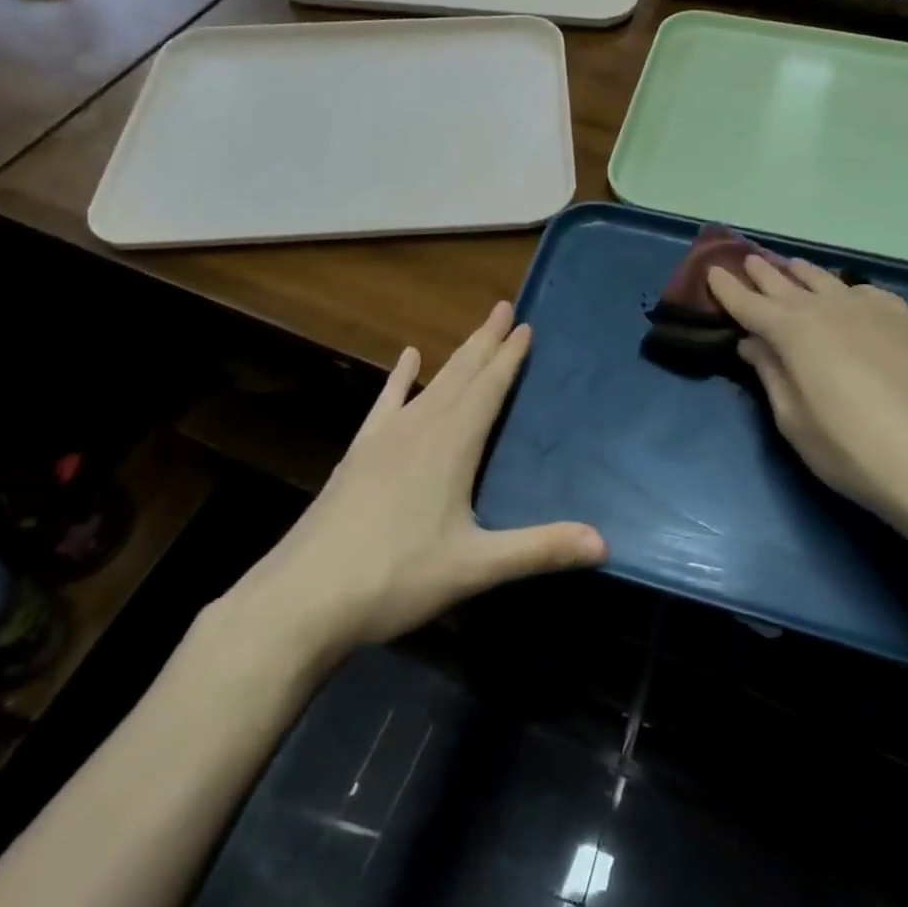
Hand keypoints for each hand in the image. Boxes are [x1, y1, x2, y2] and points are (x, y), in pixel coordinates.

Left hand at [207, 304, 606, 664]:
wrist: (303, 598)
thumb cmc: (395, 577)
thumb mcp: (475, 567)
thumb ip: (539, 550)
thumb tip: (604, 542)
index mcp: (451, 445)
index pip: (488, 388)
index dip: (509, 357)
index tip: (525, 325)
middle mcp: (420, 428)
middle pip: (461, 374)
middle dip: (485, 341)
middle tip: (504, 308)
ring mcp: (384, 438)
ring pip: (430, 383)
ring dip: (455, 355)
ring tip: (475, 330)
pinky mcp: (359, 454)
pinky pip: (385, 403)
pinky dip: (399, 379)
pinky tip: (406, 359)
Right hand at [707, 256, 907, 546]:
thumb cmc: (850, 450)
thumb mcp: (793, 420)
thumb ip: (771, 374)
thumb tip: (753, 343)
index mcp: (793, 332)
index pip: (749, 304)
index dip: (728, 289)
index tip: (712, 273)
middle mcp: (828, 308)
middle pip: (786, 283)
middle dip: (762, 273)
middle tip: (746, 260)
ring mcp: (871, 309)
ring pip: (827, 280)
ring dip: (802, 273)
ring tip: (791, 267)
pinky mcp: (905, 319)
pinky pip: (866, 292)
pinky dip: (847, 289)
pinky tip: (848, 295)